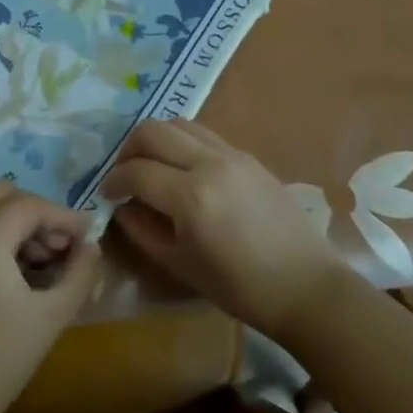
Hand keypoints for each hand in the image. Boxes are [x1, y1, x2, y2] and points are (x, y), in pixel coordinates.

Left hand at [0, 181, 102, 412]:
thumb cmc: (0, 358)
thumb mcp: (51, 315)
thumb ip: (79, 274)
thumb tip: (92, 246)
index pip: (30, 205)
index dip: (64, 215)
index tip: (89, 235)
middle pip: (2, 195)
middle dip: (37, 212)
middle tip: (62, 244)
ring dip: (16, 224)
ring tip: (45, 262)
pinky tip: (17, 274)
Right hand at [102, 119, 343, 340]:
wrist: (306, 286)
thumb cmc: (240, 288)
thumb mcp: (180, 266)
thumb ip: (143, 231)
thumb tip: (122, 208)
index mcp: (191, 196)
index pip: (136, 171)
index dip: (113, 181)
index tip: (106, 195)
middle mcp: (209, 163)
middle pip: (152, 131)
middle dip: (129, 149)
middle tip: (125, 174)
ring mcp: (231, 154)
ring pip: (178, 124)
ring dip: (156, 140)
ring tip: (151, 167)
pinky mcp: (248, 156)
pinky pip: (203, 134)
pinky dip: (182, 142)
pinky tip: (182, 169)